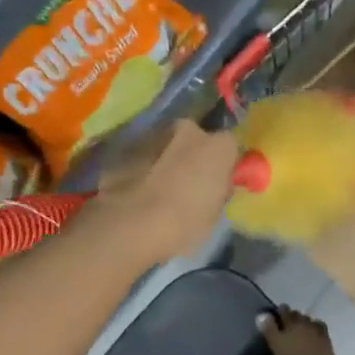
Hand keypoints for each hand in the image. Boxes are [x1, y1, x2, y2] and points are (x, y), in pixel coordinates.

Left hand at [84, 119, 239, 267]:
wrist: (128, 225)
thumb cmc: (183, 223)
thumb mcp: (215, 214)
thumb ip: (218, 190)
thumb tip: (213, 184)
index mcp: (218, 146)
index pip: (229, 146)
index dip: (223, 164)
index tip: (216, 182)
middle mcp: (188, 129)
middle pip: (195, 138)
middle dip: (192, 155)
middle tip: (186, 184)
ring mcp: (153, 134)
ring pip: (166, 144)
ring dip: (166, 159)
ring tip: (158, 190)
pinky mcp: (125, 146)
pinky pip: (142, 155)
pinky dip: (143, 166)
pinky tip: (137, 190)